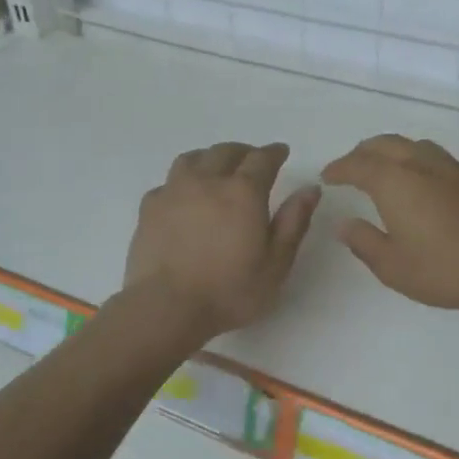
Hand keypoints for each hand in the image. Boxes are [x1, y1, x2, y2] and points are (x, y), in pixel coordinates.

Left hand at [124, 142, 320, 337]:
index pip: (262, 159)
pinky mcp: (149, 207)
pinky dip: (181, 182)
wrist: (166, 306)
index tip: (281, 152)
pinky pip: (168, 182)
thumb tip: (310, 189)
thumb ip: (293, 222)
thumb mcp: (276, 264)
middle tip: (252, 161)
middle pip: (226, 152)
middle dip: (243, 152)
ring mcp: (174, 191)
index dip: (274, 152)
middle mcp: (208, 181)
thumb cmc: (229, 291)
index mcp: (243, 192)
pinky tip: (183, 196)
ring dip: (210, 158)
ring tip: (216, 169)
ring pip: (193, 158)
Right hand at [321, 135, 458, 316]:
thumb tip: (345, 224)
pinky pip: (432, 155)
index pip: (358, 165)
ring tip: (382, 167)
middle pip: (384, 144)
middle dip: (362, 153)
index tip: (328, 176)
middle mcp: (420, 164)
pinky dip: (413, 158)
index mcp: (394, 182)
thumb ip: (364, 242)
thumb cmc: (444, 269)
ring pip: (411, 145)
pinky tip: (418, 179)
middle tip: (349, 167)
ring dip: (389, 150)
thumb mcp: (393, 266)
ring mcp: (450, 168)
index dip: (339, 169)